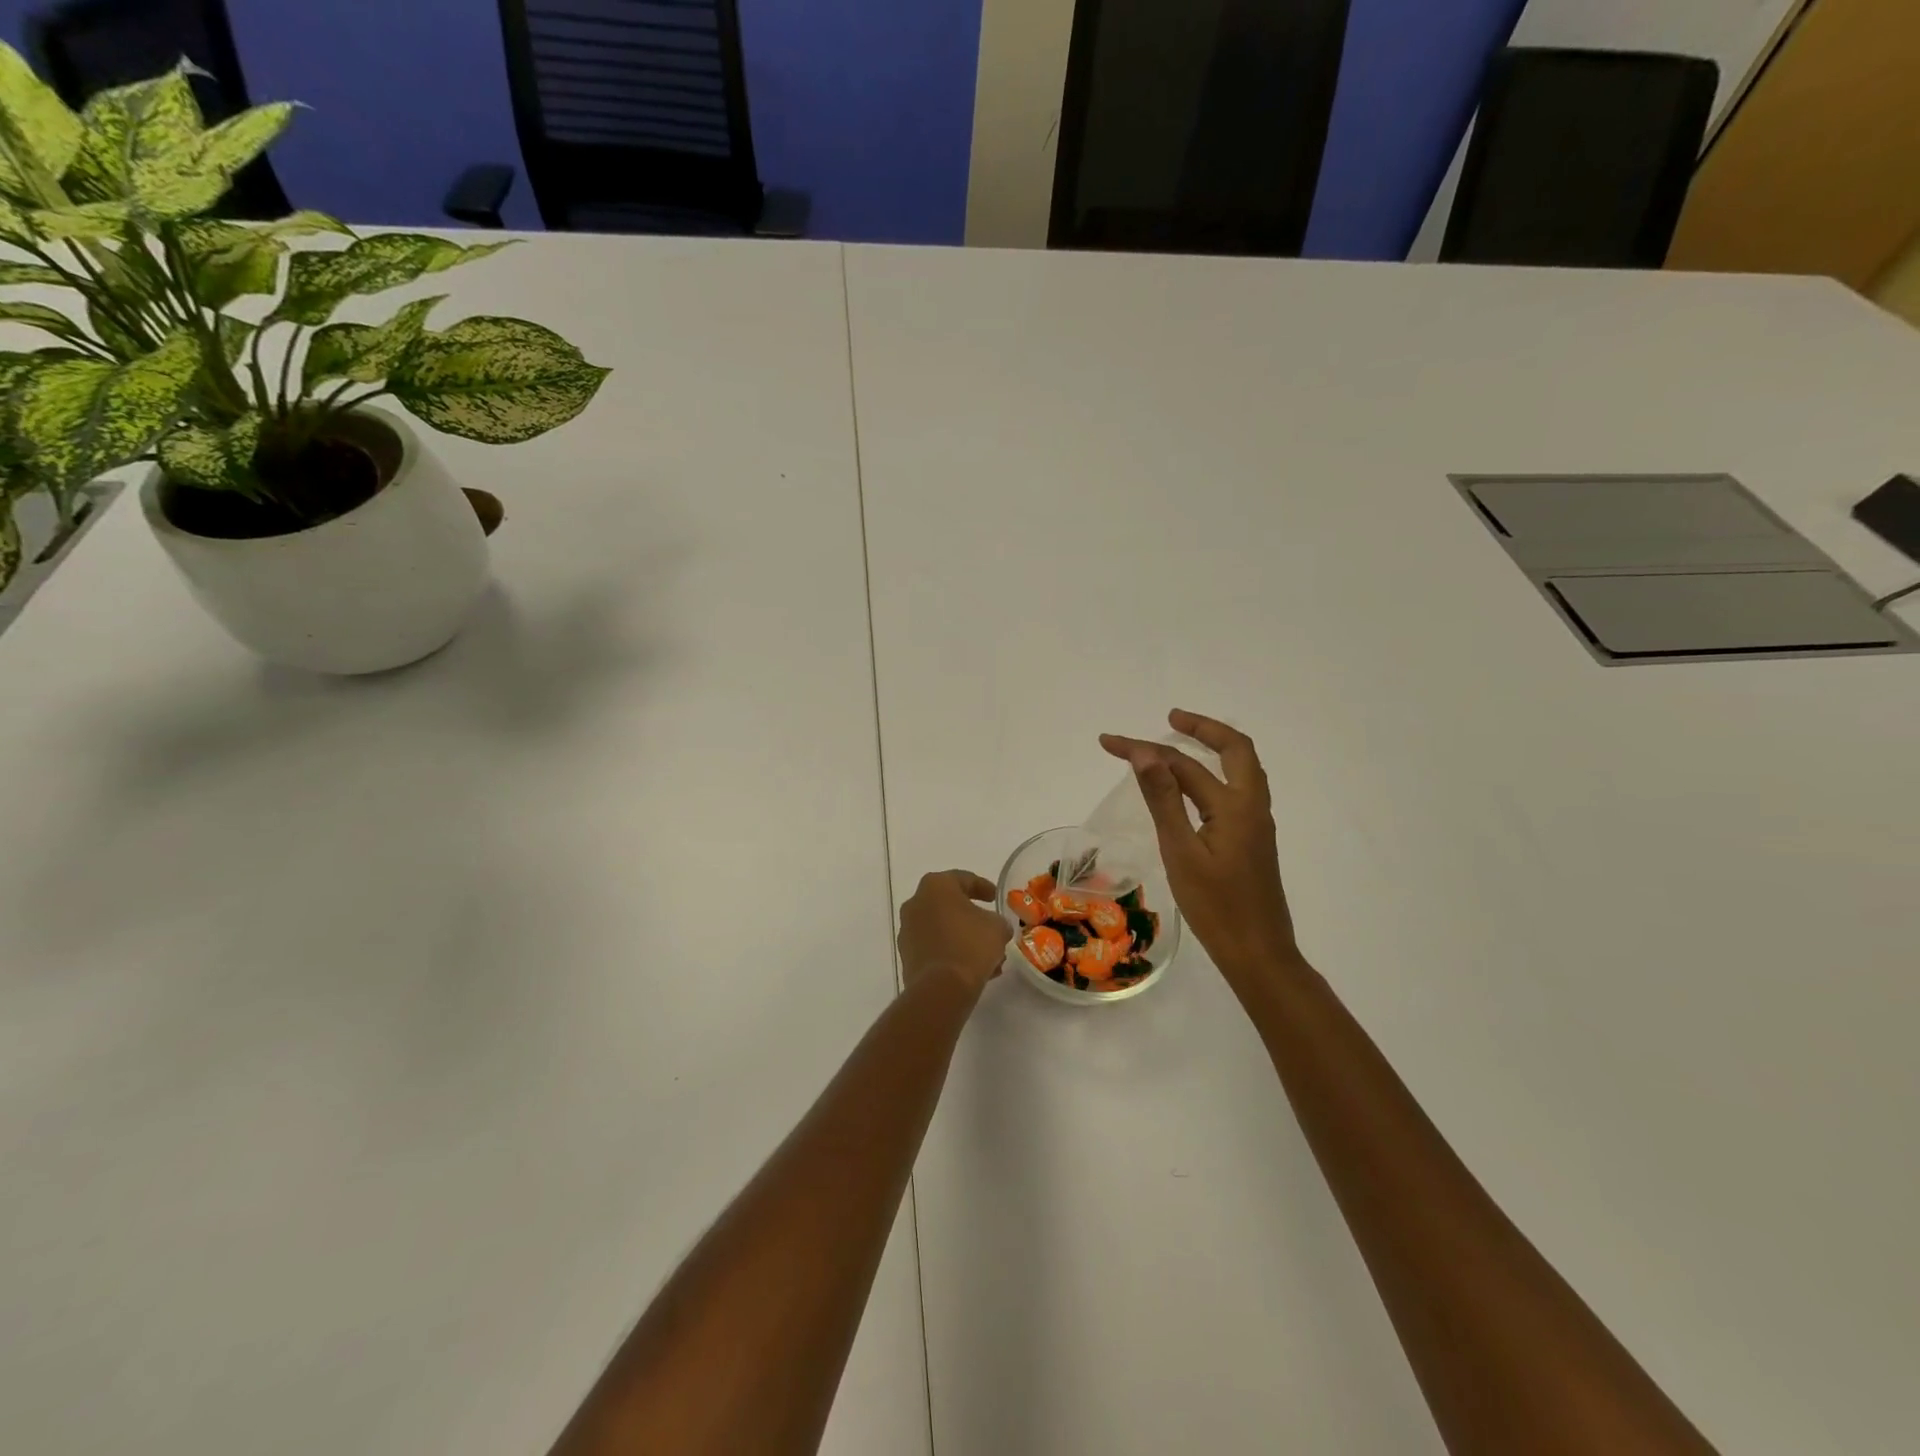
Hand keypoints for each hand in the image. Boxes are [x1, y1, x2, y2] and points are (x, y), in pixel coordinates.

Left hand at [897, 871, 1009, 994]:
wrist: (941, 988)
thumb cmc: (970, 946)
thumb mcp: (997, 927)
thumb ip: (997, 921)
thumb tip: (994, 927)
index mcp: (936, 886)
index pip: (963, 879)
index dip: (983, 887)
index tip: (995, 897)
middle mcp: (916, 903)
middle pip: (949, 905)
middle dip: (971, 917)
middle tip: (990, 926)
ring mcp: (908, 931)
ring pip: (942, 929)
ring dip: (963, 938)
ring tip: (987, 955)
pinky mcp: (907, 956)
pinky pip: (934, 948)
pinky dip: (951, 953)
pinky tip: (972, 968)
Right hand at [1099, 710, 1298, 984]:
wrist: (1259, 954)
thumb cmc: (1216, 907)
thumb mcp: (1181, 852)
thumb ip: (1164, 800)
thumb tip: (1147, 754)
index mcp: (1235, 805)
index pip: (1182, 765)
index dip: (1143, 749)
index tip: (1109, 742)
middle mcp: (1252, 806)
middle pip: (1236, 749)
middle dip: (1202, 728)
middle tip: (1171, 717)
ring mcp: (1256, 823)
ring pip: (1242, 769)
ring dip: (1214, 748)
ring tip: (1183, 741)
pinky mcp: (1252, 840)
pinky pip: (1238, 789)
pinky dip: (1217, 772)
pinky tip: (1197, 787)